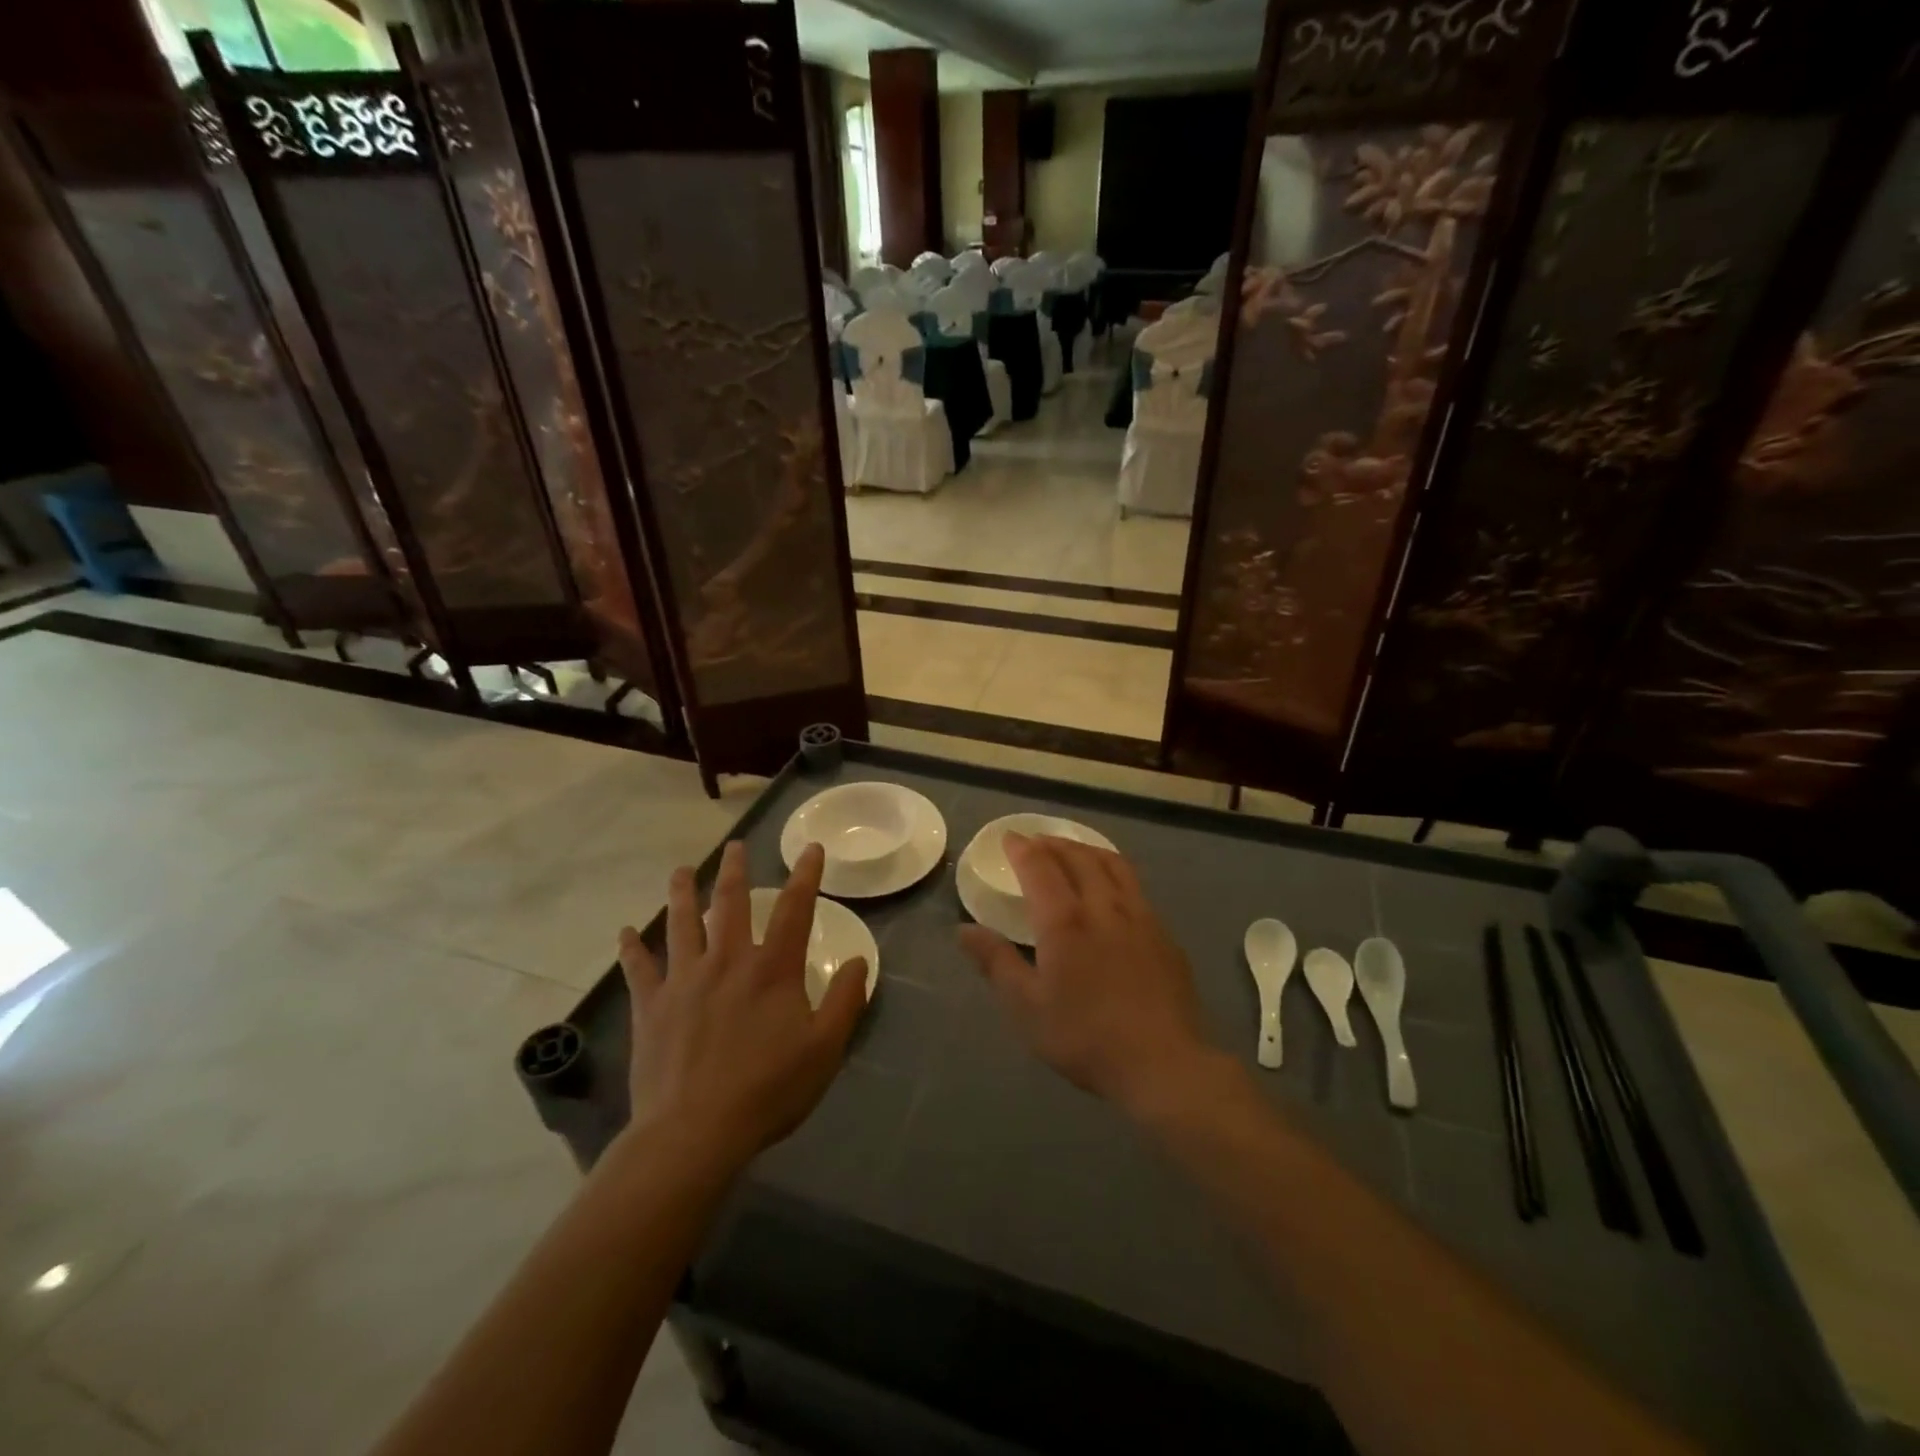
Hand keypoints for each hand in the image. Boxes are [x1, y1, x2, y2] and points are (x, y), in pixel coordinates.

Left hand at [617, 841, 868, 1168]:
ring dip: (682, 894)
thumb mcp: (824, 1050)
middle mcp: (727, 962)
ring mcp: (684, 981)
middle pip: (730, 904)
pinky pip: (639, 969)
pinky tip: (626, 931)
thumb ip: (844, 1001)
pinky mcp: (651, 1007)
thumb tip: (860, 961)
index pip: (794, 910)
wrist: (694, 1133)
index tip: (810, 848)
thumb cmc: (767, 1091)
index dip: (805, 876)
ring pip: (681, 924)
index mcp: (772, 970)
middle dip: (735, 872)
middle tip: (734, 847)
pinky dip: (632, 948)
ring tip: (681, 871)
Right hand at [958, 834, 1215, 1118]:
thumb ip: (996, 962)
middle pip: (1078, 857)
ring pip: (1112, 864)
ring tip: (1073, 850)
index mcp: (1065, 921)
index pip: (1040, 867)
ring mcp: (1139, 917)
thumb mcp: (1027, 1007)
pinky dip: (1114, 870)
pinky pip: (1135, 885)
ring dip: (1087, 849)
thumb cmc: (1085, 1037)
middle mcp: (1103, 906)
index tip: (1010, 838)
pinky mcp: (1163, 934)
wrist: (1163, 1063)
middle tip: (1037, 841)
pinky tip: (1112, 887)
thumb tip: (964, 931)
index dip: (1023, 848)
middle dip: (1054, 843)